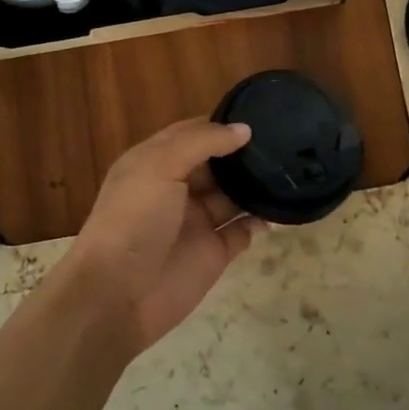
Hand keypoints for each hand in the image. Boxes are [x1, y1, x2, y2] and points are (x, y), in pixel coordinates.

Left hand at [65, 119, 263, 353]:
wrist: (117, 293)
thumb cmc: (134, 219)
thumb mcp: (159, 165)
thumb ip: (202, 142)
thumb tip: (244, 130)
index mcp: (155, 162)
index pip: (192, 133)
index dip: (221, 124)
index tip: (259, 115)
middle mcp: (177, 188)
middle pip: (218, 164)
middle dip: (245, 154)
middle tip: (286, 141)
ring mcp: (197, 221)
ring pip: (234, 195)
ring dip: (257, 185)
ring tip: (291, 169)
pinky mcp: (215, 252)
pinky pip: (244, 230)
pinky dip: (262, 220)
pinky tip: (283, 208)